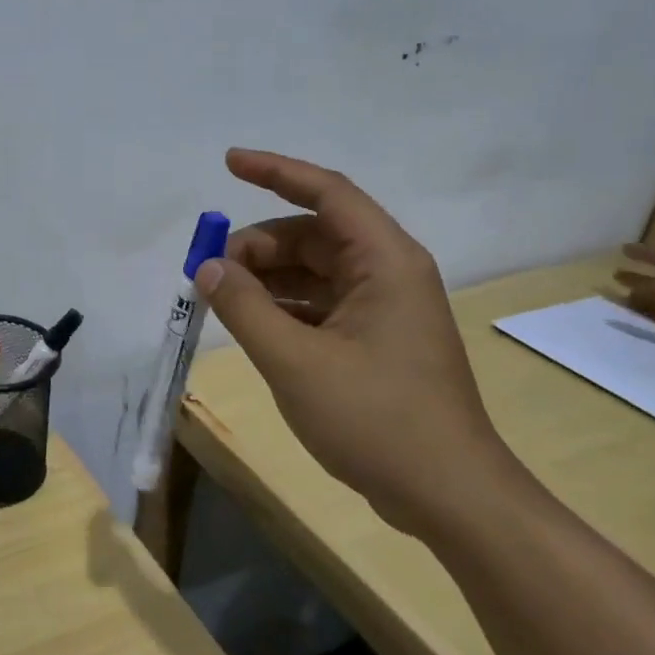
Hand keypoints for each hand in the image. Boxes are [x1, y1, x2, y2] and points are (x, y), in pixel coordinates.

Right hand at [196, 149, 515, 527]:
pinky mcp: (375, 342)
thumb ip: (245, 309)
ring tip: (220, 299)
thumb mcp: (295, 361)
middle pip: (313, 235)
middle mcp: (388, 274)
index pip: (327, 194)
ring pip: (314, 273)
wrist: (446, 493)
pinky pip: (320, 305)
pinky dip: (283, 308)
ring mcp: (383, 310)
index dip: (276, 171)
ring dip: (266, 278)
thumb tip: (207, 267)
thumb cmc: (375, 418)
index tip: (229, 162)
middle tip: (209, 272)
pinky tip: (251, 325)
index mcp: (384, 262)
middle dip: (258, 245)